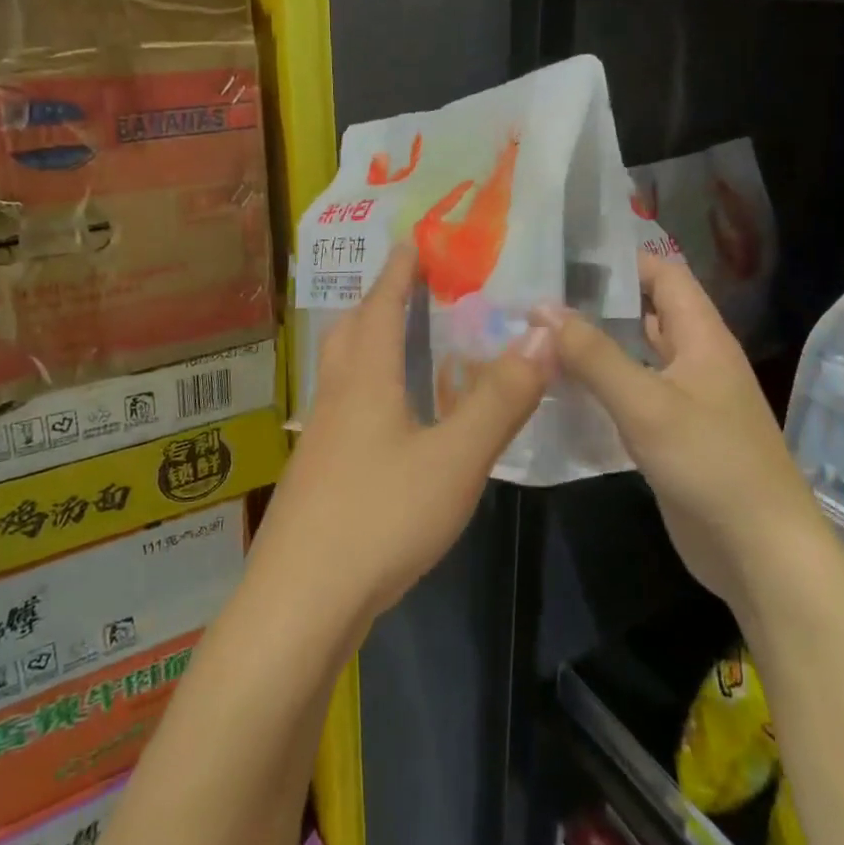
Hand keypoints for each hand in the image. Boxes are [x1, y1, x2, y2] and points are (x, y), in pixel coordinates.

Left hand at [257, 243, 555, 625]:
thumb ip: (500, 400)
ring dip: (365, 344)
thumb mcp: (455, 460)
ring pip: (340, 371)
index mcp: (365, 381)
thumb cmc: (380, 518)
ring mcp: (320, 439)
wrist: (301, 602)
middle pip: (349, 333)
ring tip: (397, 343)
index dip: (397, 273)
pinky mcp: (316, 475)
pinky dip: (365, 389)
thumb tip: (542, 333)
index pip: (381, 307)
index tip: (410, 241)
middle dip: (376, 302)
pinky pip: (342, 408)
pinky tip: (386, 420)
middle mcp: (336, 399)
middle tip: (405, 288)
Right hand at [537, 254, 812, 603]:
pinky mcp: (672, 436)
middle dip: (598, 304)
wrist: (759, 552)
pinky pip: (632, 397)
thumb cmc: (710, 464)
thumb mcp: (646, 403)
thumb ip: (594, 355)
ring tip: (539, 337)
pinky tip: (561, 391)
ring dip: (596, 347)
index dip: (623, 260)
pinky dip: (601, 388)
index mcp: (702, 338)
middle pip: (646, 314)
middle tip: (538, 297)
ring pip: (636, 357)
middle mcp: (696, 360)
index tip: (567, 256)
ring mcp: (685, 400)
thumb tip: (542, 308)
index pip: (665, 275)